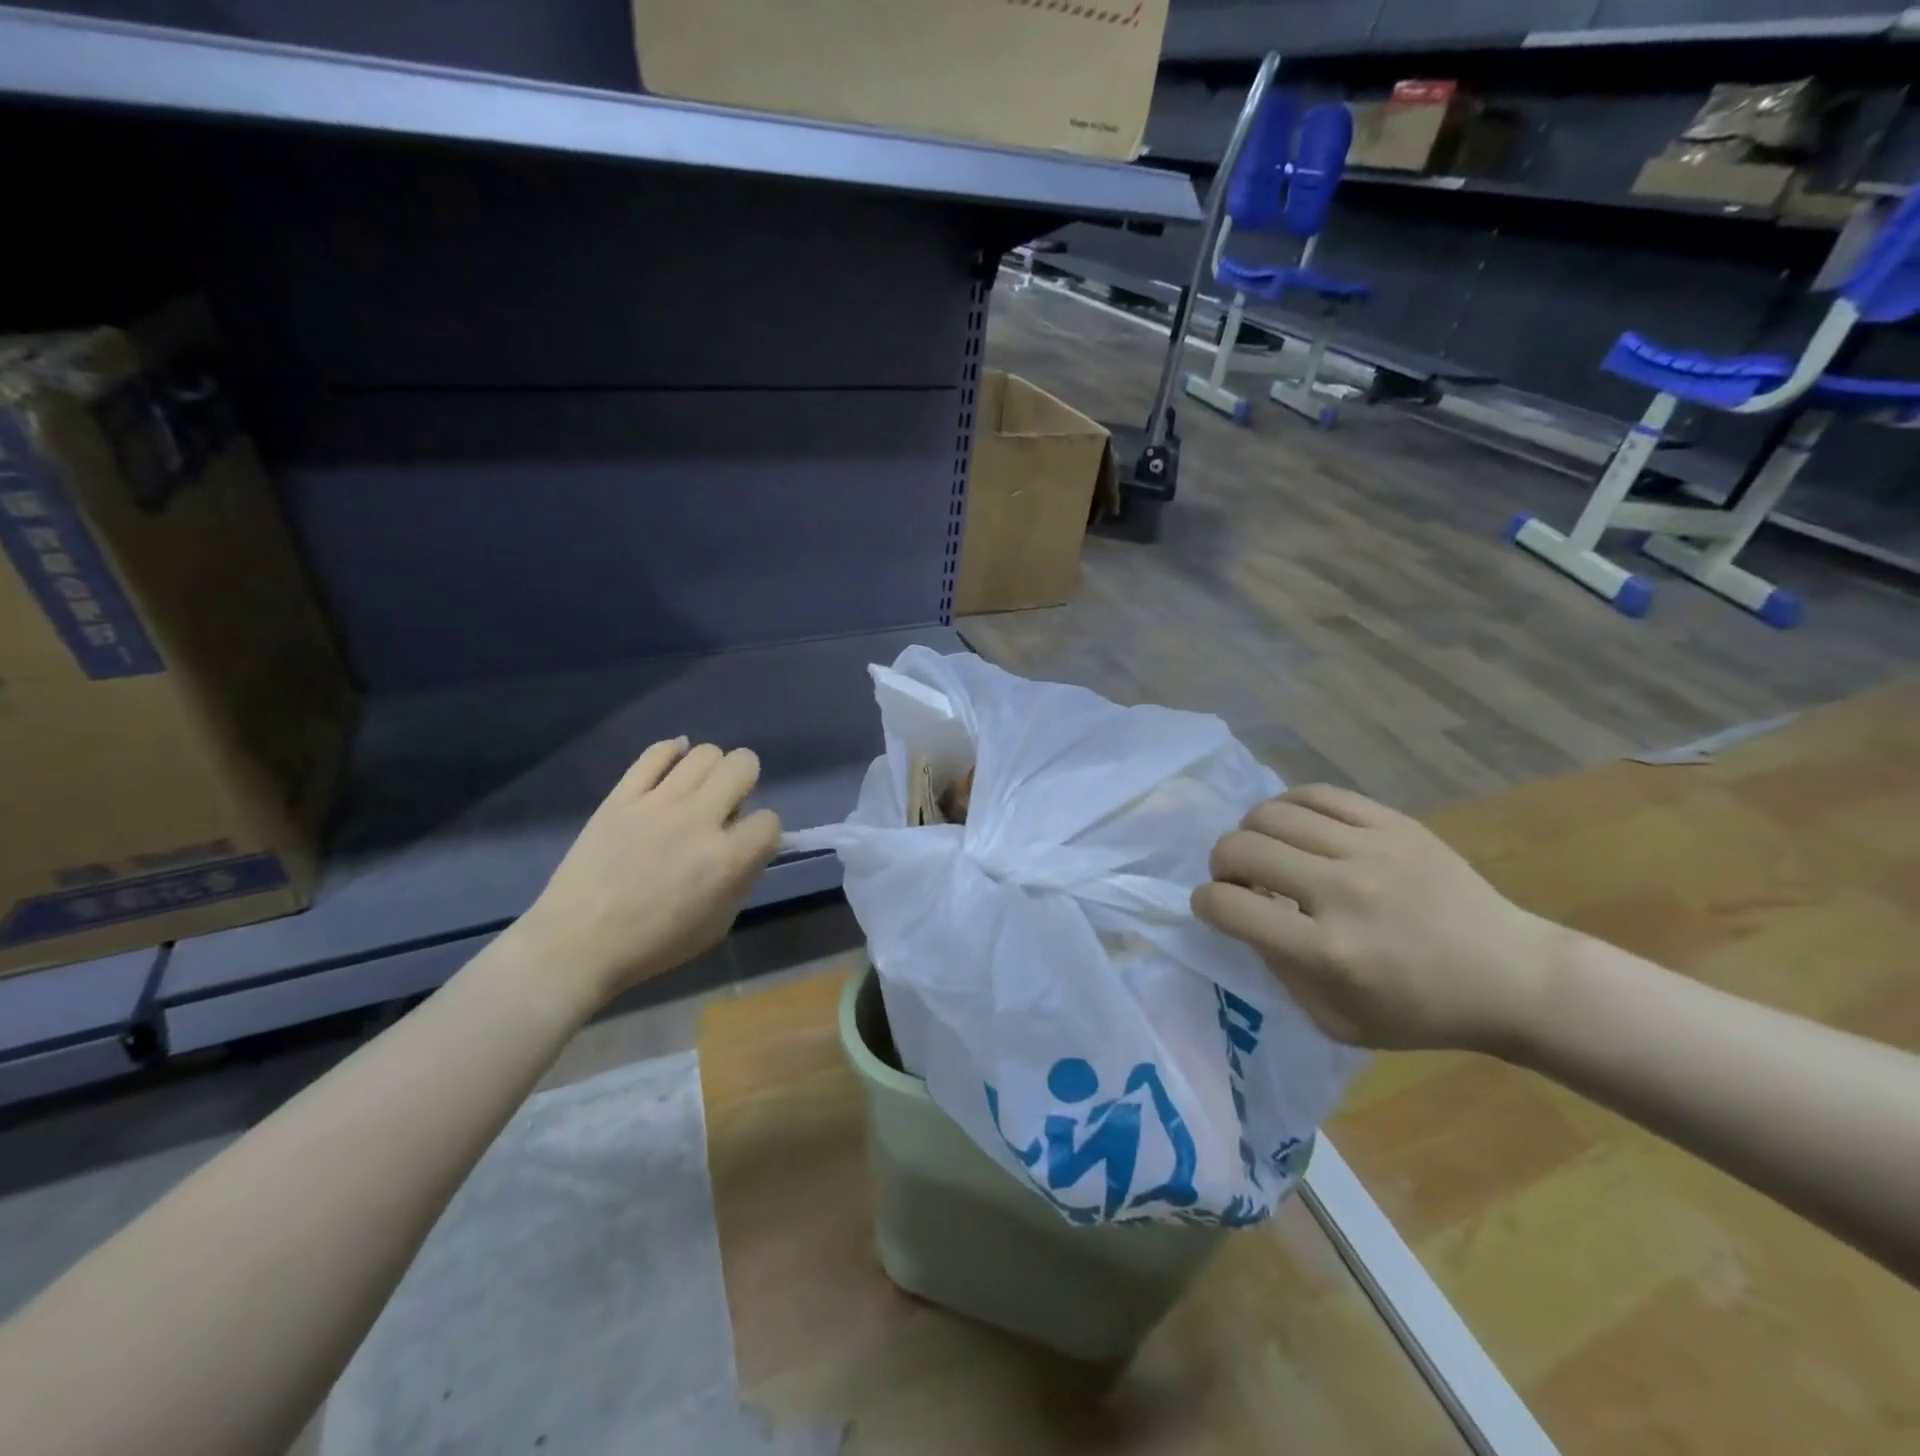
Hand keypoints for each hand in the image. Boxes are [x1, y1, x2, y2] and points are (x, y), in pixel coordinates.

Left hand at [508, 739, 781, 1015]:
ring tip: (696, 792)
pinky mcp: (622, 796)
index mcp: (727, 860)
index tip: (747, 844)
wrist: (576, 943)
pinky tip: (672, 768)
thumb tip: (746, 851)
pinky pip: (656, 753)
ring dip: (710, 771)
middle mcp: (699, 820)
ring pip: (704, 753)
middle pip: (743, 765)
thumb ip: (741, 882)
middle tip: (726, 806)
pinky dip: (671, 753)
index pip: (770, 820)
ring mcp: (658, 803)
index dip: (763, 832)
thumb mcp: (717, 926)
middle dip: (744, 783)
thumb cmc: (651, 945)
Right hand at [1192, 785, 1567, 1051]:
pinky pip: (1316, 793)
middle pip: (1241, 848)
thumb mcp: (1337, 1021)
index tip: (1212, 906)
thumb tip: (1247, 917)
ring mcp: (1371, 849)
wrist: (1514, 976)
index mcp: (1329, 953)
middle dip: (1220, 863)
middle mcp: (1344, 892)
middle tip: (1238, 879)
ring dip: (1251, 833)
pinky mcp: (1394, 823)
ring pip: (1271, 813)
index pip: (1229, 905)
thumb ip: (1281, 971)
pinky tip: (1295, 828)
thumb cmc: (1421, 1012)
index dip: (1205, 903)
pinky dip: (1288, 807)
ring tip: (1267, 851)